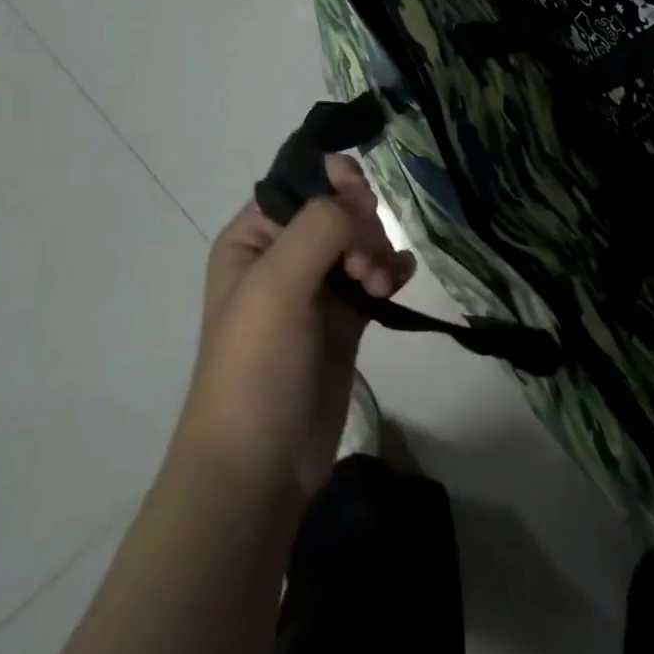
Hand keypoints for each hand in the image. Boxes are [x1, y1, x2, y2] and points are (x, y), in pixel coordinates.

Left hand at [174, 157, 414, 500]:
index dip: (336, 185)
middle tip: (364, 266)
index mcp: (253, 238)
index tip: (363, 204)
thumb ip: (318, 227)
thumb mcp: (276, 286)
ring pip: (360, 242)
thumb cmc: (256, 368)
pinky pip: (374, 277)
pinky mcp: (342, 321)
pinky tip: (399, 283)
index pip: (301, 184)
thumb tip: (356, 196)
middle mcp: (282, 256)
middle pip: (338, 211)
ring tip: (380, 287)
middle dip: (361, 228)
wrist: (258, 468)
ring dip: (379, 252)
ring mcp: (314, 289)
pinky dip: (391, 272)